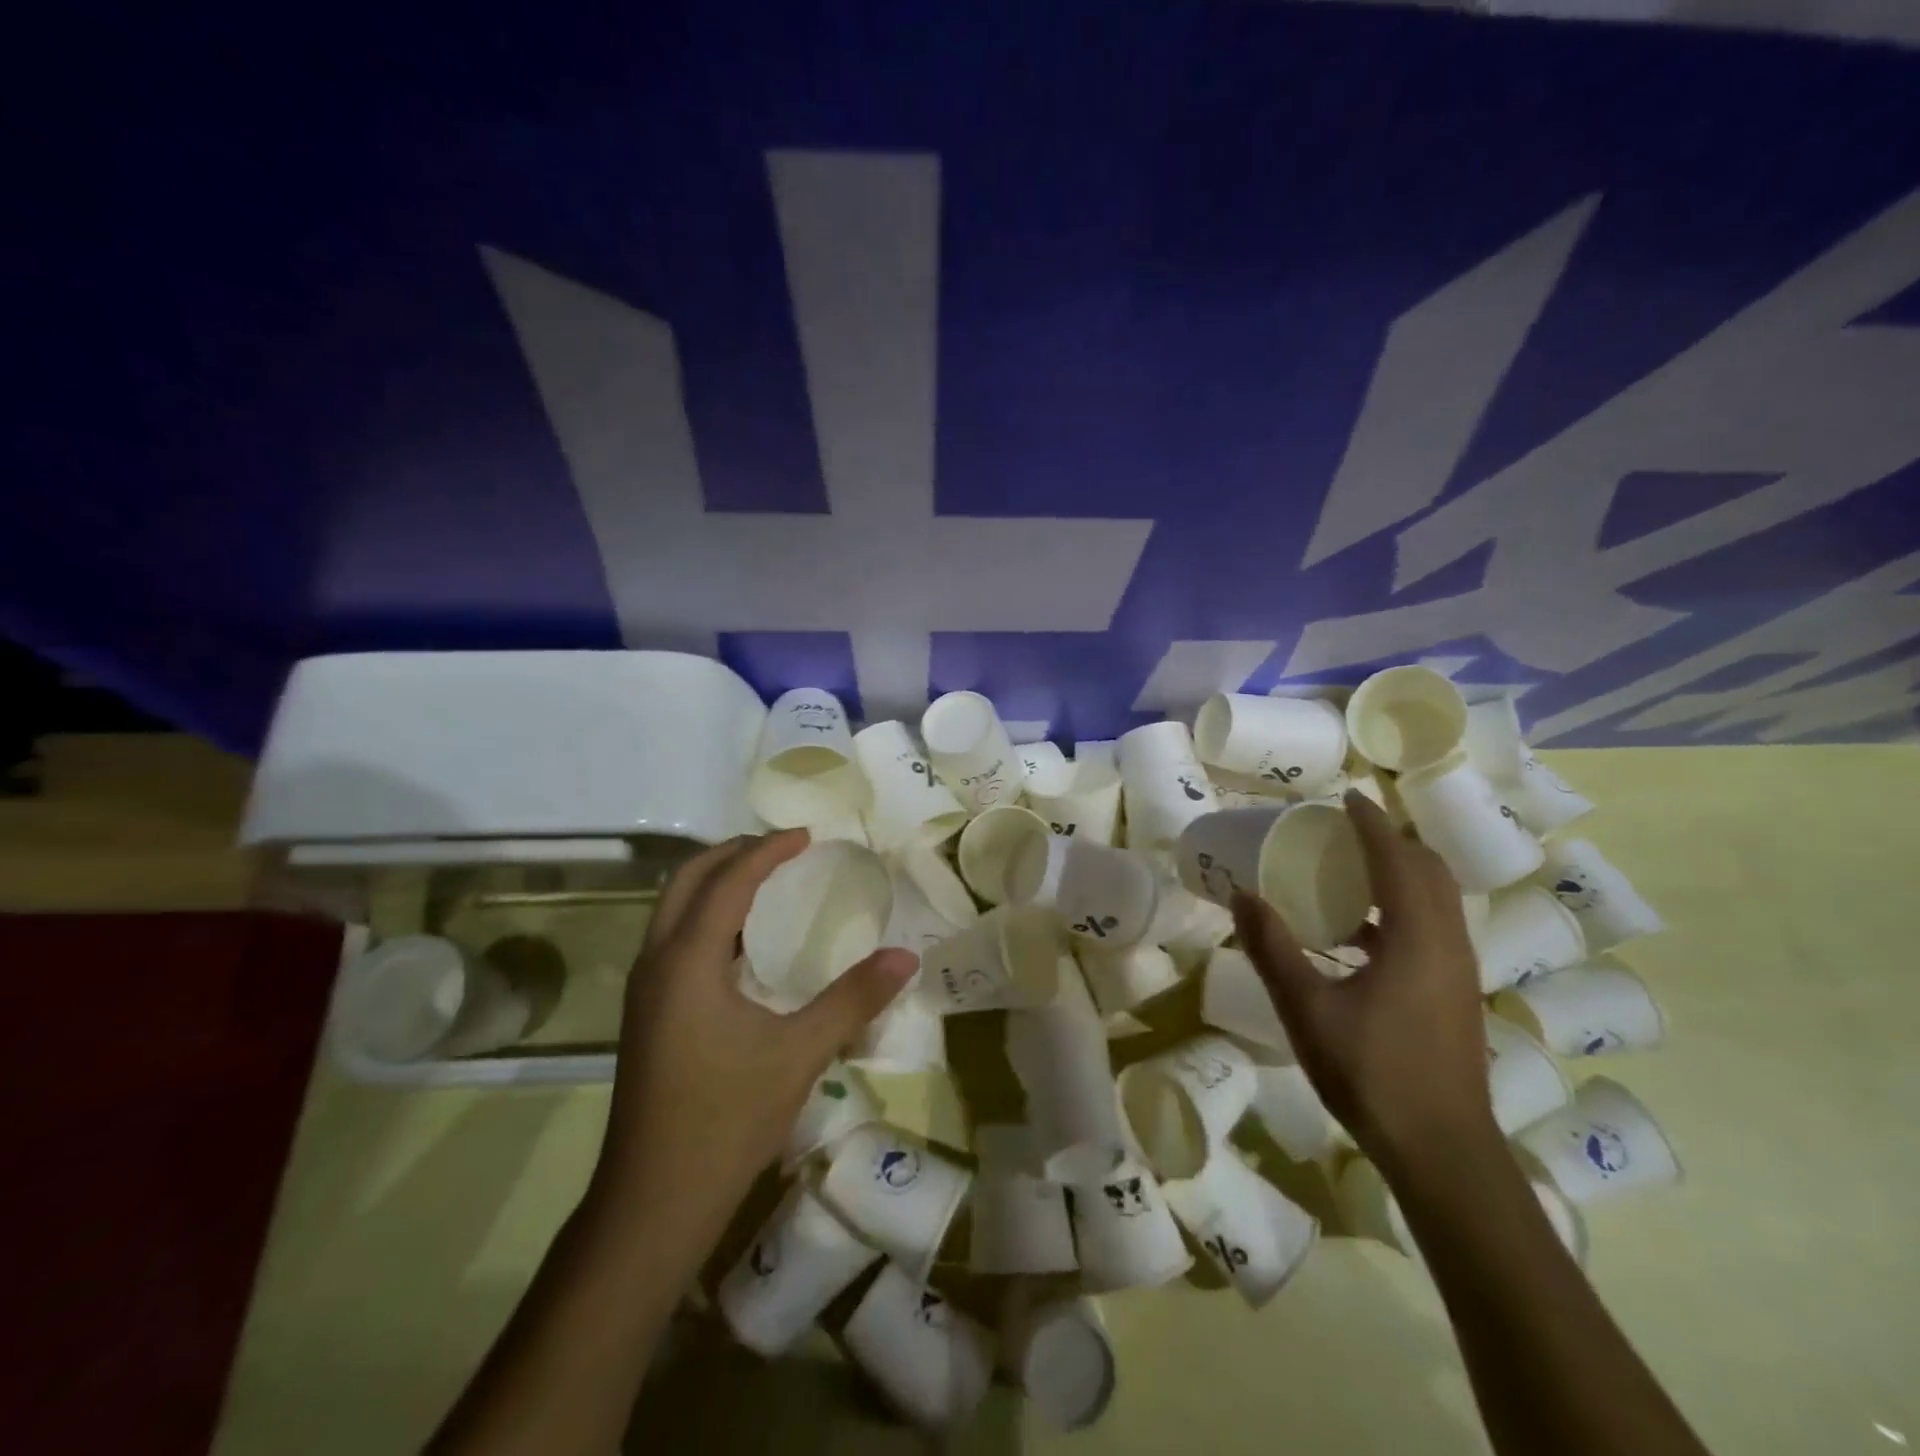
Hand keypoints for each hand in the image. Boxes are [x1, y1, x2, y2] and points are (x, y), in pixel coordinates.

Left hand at [591, 830, 917, 1244]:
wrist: (652, 1203)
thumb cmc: (725, 1121)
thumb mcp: (800, 1054)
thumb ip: (853, 999)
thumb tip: (906, 956)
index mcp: (687, 961)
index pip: (727, 881)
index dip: (767, 851)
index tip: (807, 836)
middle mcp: (656, 963)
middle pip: (687, 881)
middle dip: (732, 853)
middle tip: (782, 848)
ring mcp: (643, 990)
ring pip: (672, 909)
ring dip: (714, 882)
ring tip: (764, 881)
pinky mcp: (645, 1014)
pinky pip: (673, 938)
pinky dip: (706, 917)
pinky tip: (742, 943)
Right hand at [1230, 790, 1496, 1179]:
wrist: (1442, 1150)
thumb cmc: (1372, 1073)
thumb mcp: (1306, 1008)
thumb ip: (1273, 947)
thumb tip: (1242, 894)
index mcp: (1416, 937)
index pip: (1396, 859)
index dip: (1370, 823)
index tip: (1344, 797)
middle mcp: (1447, 943)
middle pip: (1429, 871)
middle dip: (1391, 841)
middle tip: (1344, 831)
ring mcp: (1457, 970)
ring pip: (1436, 899)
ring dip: (1398, 873)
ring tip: (1348, 871)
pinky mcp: (1454, 993)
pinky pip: (1431, 927)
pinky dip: (1399, 908)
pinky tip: (1357, 935)